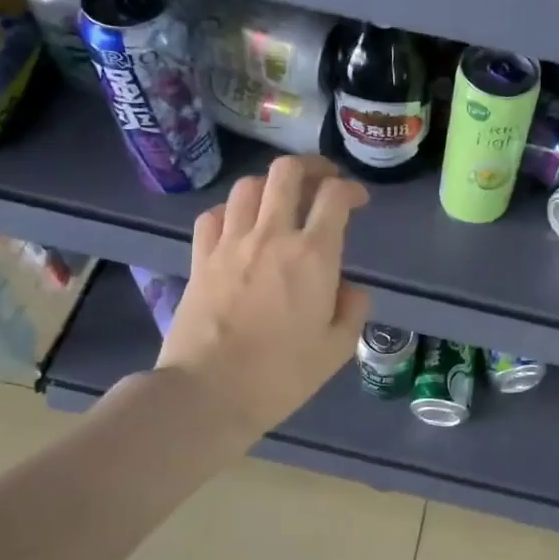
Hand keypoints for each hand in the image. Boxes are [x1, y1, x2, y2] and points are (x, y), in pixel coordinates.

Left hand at [157, 155, 371, 434]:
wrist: (209, 392)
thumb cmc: (281, 375)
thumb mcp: (337, 349)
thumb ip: (353, 309)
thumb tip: (349, 287)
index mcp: (313, 256)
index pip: (334, 197)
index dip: (351, 189)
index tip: (357, 200)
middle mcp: (272, 236)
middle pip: (286, 172)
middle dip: (310, 166)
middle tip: (322, 180)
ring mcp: (231, 243)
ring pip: (247, 186)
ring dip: (269, 185)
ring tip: (280, 200)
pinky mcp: (201, 258)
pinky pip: (213, 215)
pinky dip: (230, 211)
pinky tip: (238, 225)